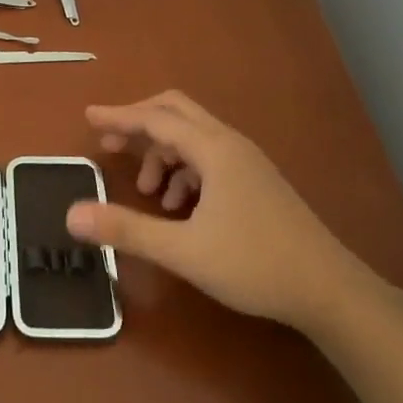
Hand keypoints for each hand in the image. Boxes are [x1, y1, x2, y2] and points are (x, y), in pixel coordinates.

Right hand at [65, 90, 368, 333]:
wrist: (329, 290)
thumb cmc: (254, 264)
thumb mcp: (183, 250)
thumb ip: (127, 229)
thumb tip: (73, 214)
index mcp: (213, 149)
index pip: (155, 119)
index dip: (119, 116)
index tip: (88, 117)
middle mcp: (230, 144)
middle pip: (176, 113)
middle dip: (139, 125)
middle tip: (111, 145)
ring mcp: (247, 162)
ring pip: (193, 137)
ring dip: (163, 153)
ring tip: (149, 192)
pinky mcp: (257, 181)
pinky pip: (210, 158)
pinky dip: (185, 171)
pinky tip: (180, 208)